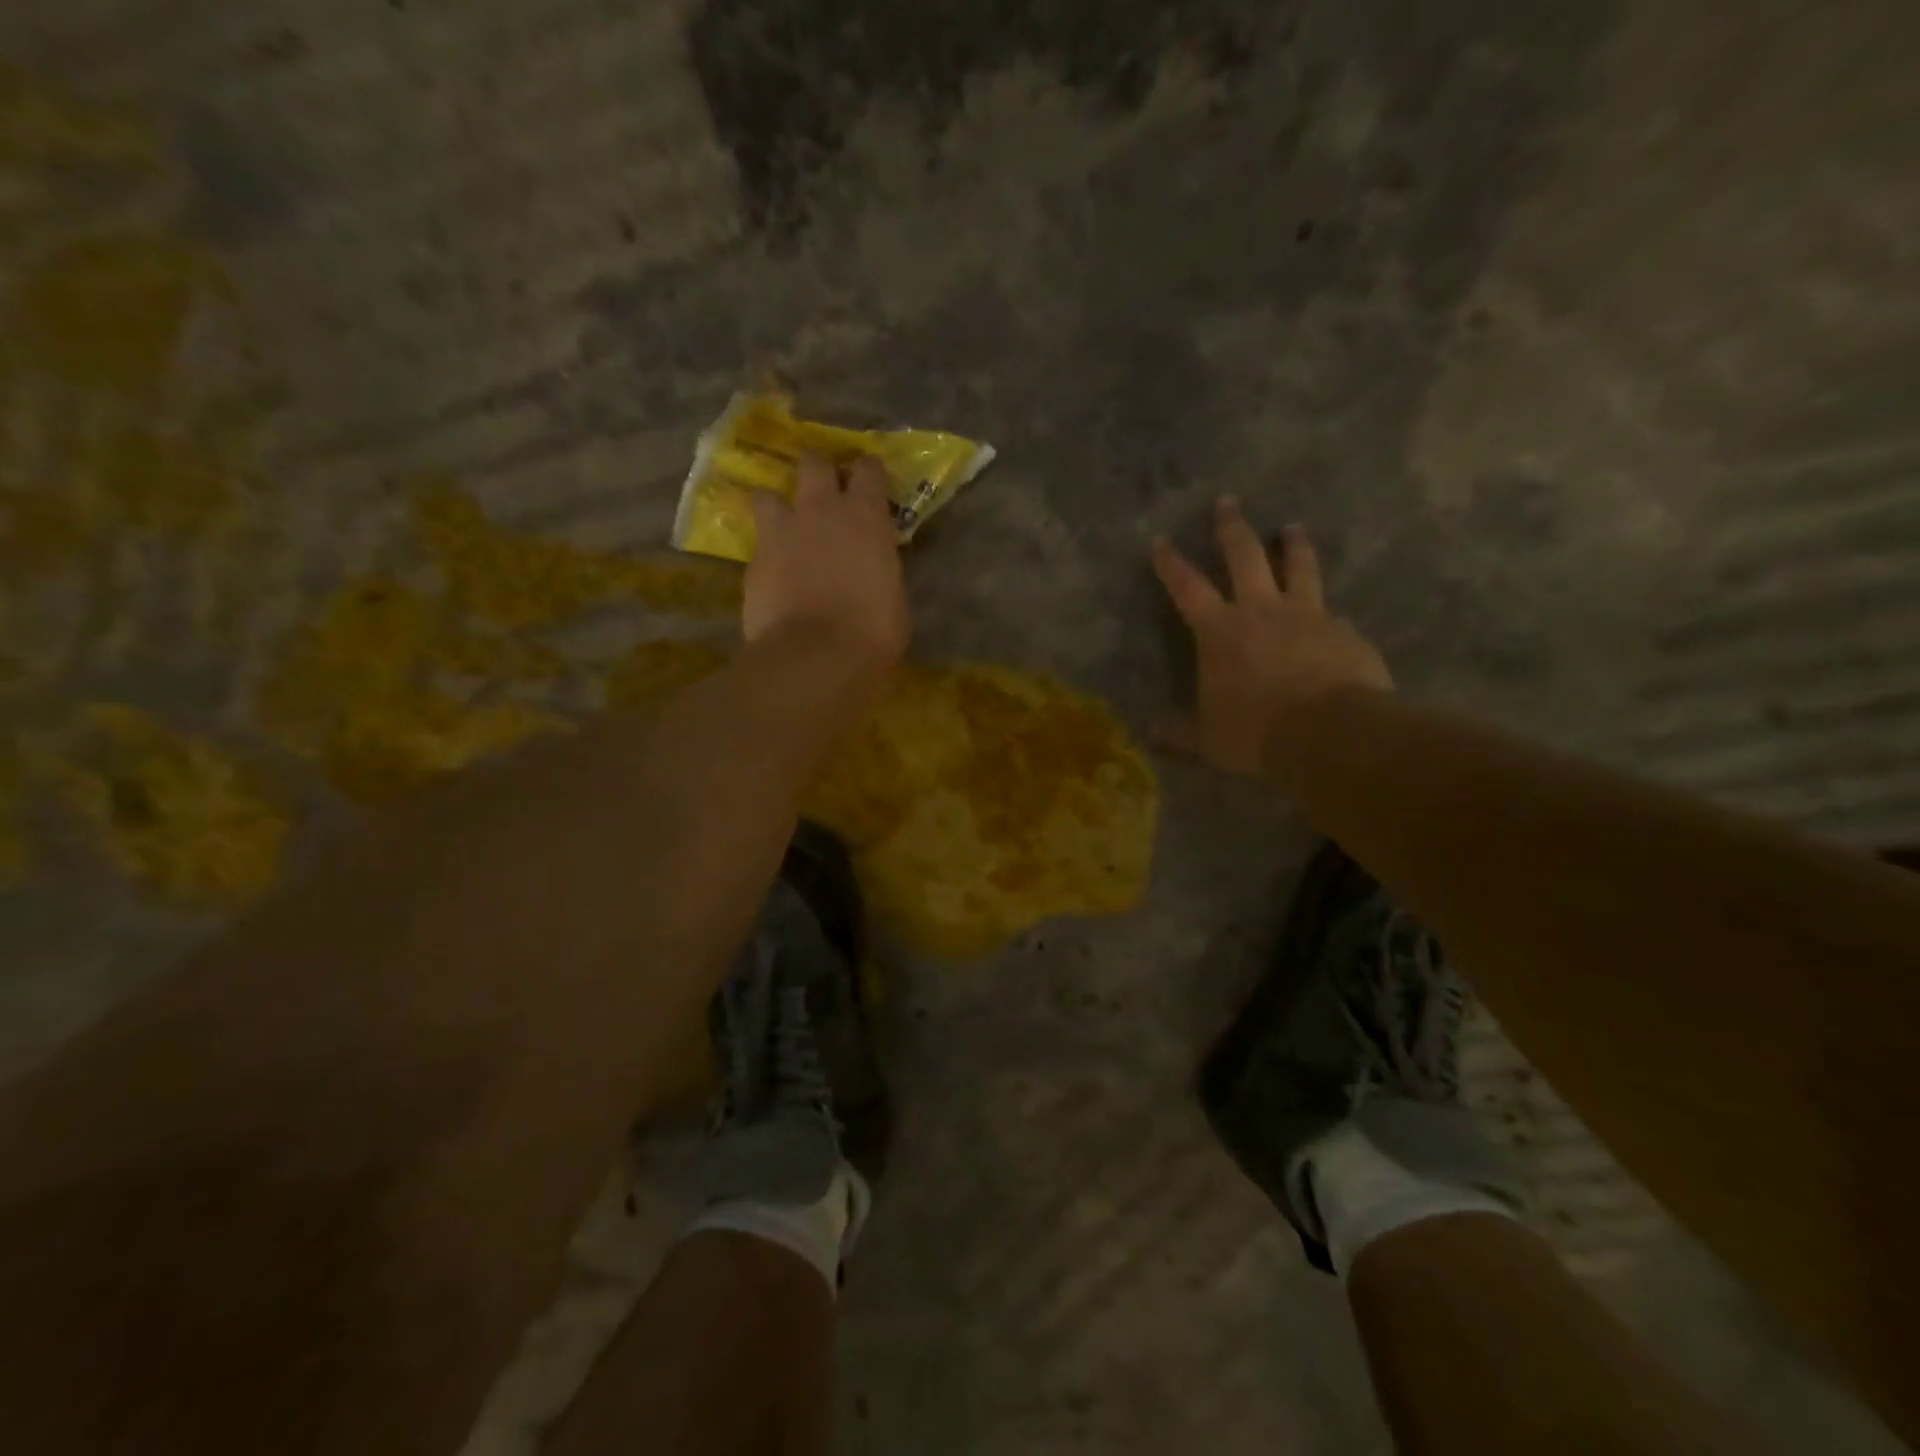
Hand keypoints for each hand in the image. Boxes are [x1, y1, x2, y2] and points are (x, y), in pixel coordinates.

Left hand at [744, 453, 910, 669]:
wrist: (815, 656)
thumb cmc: (872, 631)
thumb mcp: (893, 597)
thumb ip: (880, 569)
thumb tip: (873, 570)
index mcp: (866, 517)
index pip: (869, 469)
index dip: (869, 473)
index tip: (871, 483)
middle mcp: (821, 511)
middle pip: (814, 463)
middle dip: (820, 471)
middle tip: (826, 491)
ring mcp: (781, 532)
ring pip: (768, 493)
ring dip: (778, 503)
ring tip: (784, 523)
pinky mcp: (753, 561)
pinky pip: (757, 543)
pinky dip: (766, 551)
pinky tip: (772, 571)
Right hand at [1152, 497, 1391, 777]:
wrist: (1332, 734)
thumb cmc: (1256, 733)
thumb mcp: (1209, 740)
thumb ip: (1181, 733)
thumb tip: (1153, 732)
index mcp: (1220, 632)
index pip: (1188, 587)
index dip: (1171, 564)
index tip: (1161, 541)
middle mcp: (1262, 611)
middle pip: (1245, 556)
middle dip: (1232, 528)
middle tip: (1228, 502)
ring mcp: (1308, 616)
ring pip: (1299, 566)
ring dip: (1293, 545)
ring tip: (1292, 528)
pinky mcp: (1344, 632)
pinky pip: (1332, 614)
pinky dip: (1326, 612)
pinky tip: (1332, 620)